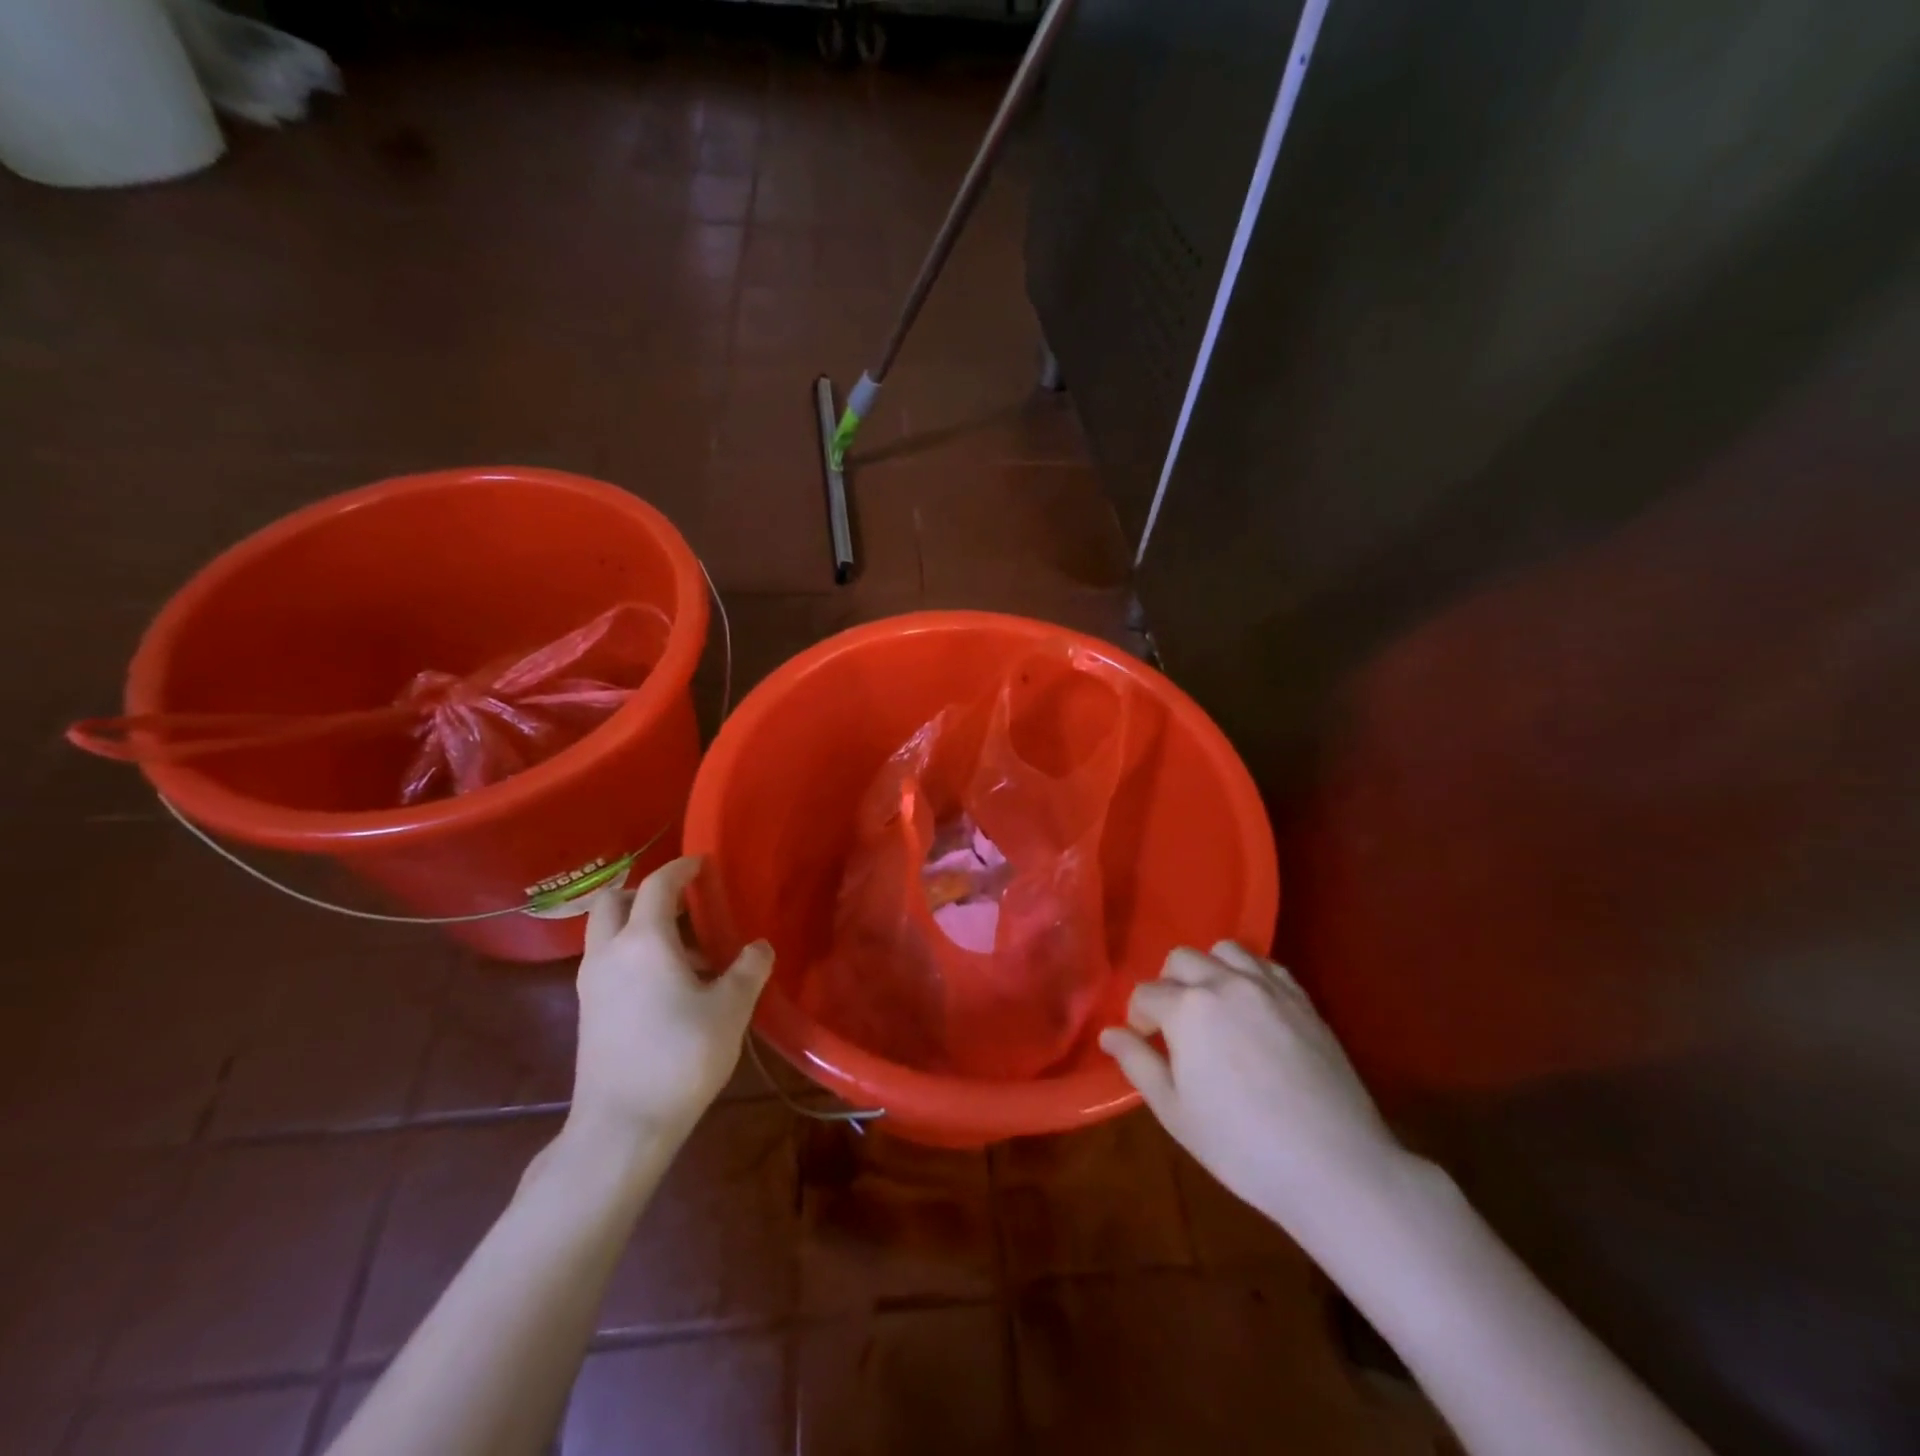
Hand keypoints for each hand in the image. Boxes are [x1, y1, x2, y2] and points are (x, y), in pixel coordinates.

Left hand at [571, 857, 773, 1145]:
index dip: (681, 869)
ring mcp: (592, 984)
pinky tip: (665, 983)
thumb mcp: (731, 1009)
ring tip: (683, 948)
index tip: (702, 864)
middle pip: (613, 901)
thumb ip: (748, 969)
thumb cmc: (681, 1056)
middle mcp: (609, 952)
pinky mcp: (588, 1012)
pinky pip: (606, 962)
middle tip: (681, 903)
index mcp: (644, 941)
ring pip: (605, 933)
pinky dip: (631, 954)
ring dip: (637, 925)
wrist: (622, 1126)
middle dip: (644, 892)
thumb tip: (758, 947)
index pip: (657, 885)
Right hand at [1100, 942, 1405, 1242]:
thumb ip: (1137, 1064)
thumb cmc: (1242, 1145)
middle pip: (1181, 959)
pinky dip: (1249, 975)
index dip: (1138, 1018)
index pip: (1146, 994)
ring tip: (1213, 1007)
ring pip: (1225, 951)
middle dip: (1168, 985)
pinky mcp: (1303, 999)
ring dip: (1209, 970)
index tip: (1145, 1044)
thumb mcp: (1175, 1112)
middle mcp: (1224, 983)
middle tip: (1175, 1026)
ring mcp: (1268, 987)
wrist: (1334, 1166)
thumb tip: (1108, 1034)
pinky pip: (1266, 965)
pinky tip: (1251, 1008)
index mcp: (1187, 1008)